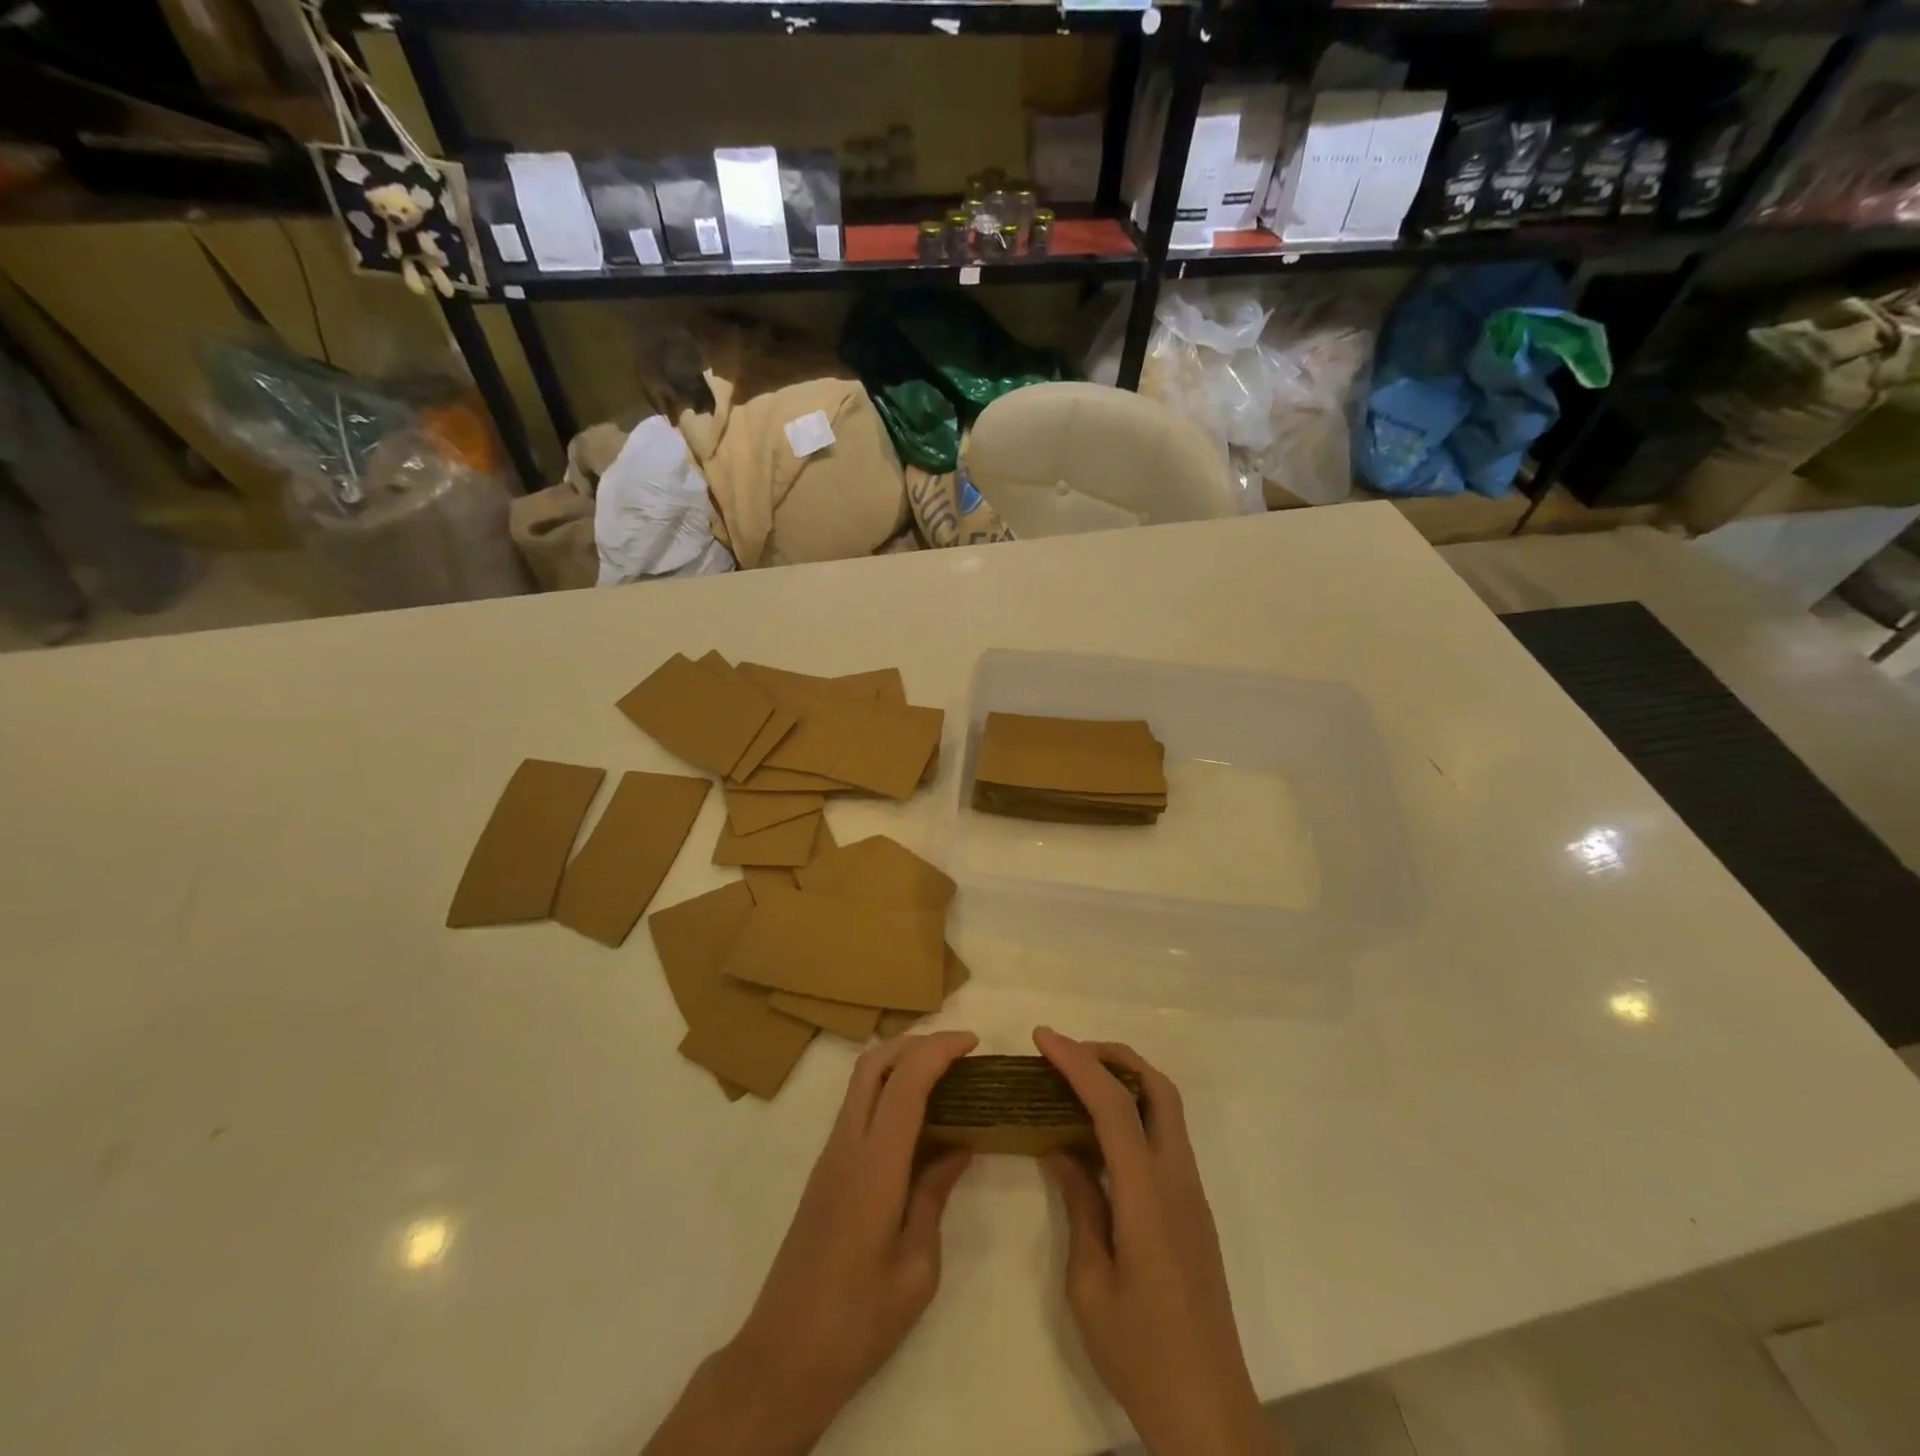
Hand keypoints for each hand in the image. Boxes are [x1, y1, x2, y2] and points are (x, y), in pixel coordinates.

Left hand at [645, 1031, 977, 1455]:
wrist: (783, 1357)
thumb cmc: (858, 1320)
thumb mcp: (917, 1267)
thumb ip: (934, 1196)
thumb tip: (957, 1149)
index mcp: (875, 1165)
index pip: (906, 1081)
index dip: (939, 1050)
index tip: (973, 1044)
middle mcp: (847, 1145)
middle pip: (874, 1063)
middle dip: (916, 1042)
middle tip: (957, 1051)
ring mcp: (830, 1155)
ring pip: (861, 1081)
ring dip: (899, 1062)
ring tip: (942, 1075)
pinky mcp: (825, 1171)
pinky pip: (857, 1108)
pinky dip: (887, 1091)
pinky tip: (916, 1119)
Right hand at [1036, 1026, 1271, 1455]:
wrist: (1209, 1413)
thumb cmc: (1141, 1353)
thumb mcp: (1089, 1285)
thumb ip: (1079, 1206)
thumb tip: (1062, 1150)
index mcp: (1149, 1196)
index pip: (1114, 1105)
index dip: (1077, 1063)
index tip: (1043, 1038)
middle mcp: (1178, 1181)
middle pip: (1157, 1088)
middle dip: (1113, 1055)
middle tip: (1066, 1052)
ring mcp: (1191, 1194)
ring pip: (1166, 1109)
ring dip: (1126, 1080)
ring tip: (1077, 1081)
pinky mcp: (1192, 1211)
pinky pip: (1165, 1138)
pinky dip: (1134, 1112)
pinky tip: (1099, 1133)